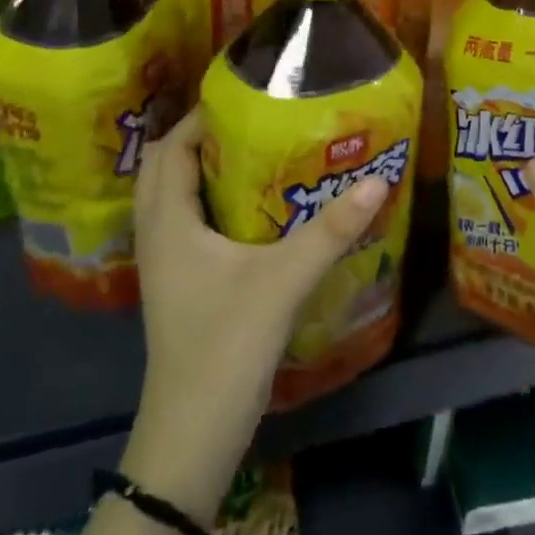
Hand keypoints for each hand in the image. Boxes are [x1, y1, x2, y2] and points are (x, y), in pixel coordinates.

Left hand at [121, 107, 388, 521]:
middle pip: (166, 167)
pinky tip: (252, 209)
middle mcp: (158, 235)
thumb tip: (376, 181)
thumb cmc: (225, 347)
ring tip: (255, 152)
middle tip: (253, 121)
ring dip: (203, 169)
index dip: (203, 116)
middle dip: (203, 137)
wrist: (191, 437)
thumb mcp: (284, 281)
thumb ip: (330, 231)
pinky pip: (186, 224)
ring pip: (174, 197)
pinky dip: (208, 202)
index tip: (248, 97)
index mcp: (168, 222)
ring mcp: (166, 264)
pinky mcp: (179, 286)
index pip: (173, 148)